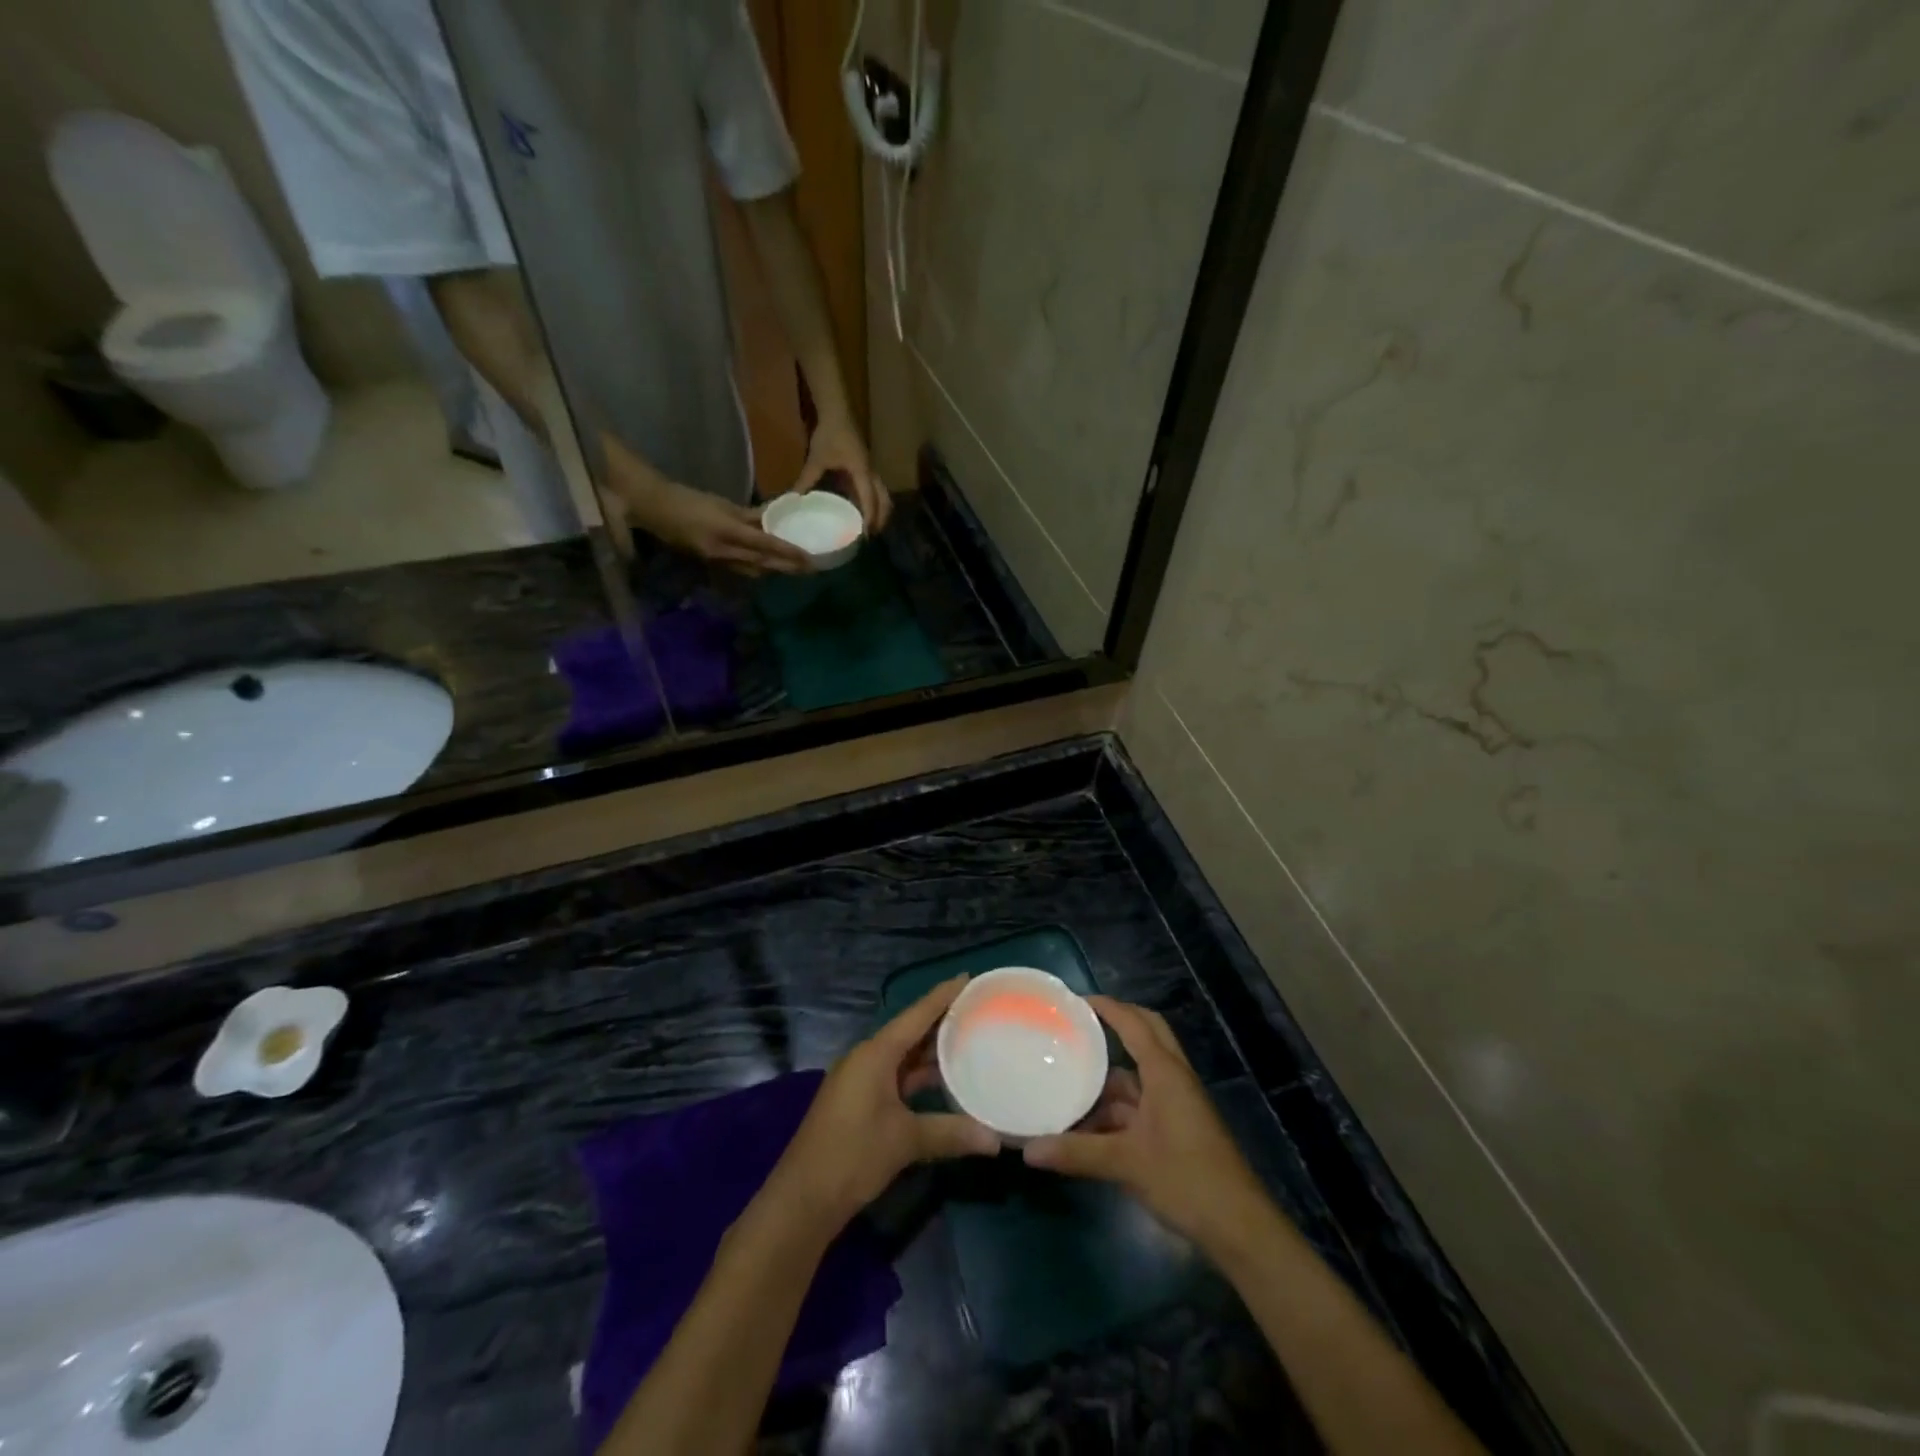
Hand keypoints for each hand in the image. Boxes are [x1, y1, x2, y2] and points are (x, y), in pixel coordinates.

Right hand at [623, 474, 810, 576]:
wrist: (654, 509)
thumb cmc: (689, 499)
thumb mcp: (723, 504)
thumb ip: (750, 515)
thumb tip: (774, 518)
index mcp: (727, 532)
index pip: (766, 546)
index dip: (788, 553)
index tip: (809, 559)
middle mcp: (725, 552)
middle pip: (763, 564)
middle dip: (788, 568)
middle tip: (811, 569)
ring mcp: (718, 561)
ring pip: (754, 570)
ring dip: (775, 570)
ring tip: (796, 568)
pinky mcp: (713, 563)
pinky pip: (741, 569)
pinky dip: (759, 568)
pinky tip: (769, 565)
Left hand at [772, 977, 999, 1227]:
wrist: (802, 1199)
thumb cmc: (853, 1156)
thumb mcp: (905, 1141)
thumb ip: (951, 1133)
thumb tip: (996, 1139)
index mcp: (875, 1054)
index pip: (916, 1015)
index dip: (942, 996)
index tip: (968, 977)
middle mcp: (866, 1058)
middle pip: (909, 1032)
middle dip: (941, 1022)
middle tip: (978, 1011)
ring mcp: (860, 1081)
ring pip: (902, 1057)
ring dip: (931, 1052)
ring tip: (969, 1042)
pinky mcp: (858, 1102)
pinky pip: (895, 1076)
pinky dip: (918, 1076)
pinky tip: (943, 1082)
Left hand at [796, 413, 891, 533]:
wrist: (837, 411)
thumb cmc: (829, 434)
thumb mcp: (816, 459)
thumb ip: (806, 480)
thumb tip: (793, 499)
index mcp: (862, 472)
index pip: (869, 500)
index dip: (869, 519)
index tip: (865, 536)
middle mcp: (871, 473)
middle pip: (884, 500)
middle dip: (881, 519)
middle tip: (871, 536)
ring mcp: (872, 469)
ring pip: (884, 495)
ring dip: (881, 511)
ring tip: (871, 526)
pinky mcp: (868, 467)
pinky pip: (876, 489)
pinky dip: (875, 501)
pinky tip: (864, 509)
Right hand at [1024, 997, 1270, 1253]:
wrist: (1240, 1229)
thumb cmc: (1186, 1180)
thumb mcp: (1127, 1164)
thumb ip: (1077, 1153)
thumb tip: (1027, 1149)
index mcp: (1165, 1072)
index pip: (1134, 1023)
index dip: (1107, 1007)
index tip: (1074, 1000)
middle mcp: (1173, 1079)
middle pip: (1146, 1035)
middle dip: (1116, 1024)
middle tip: (1078, 1025)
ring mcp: (1177, 1105)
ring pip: (1140, 1076)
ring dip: (1109, 1078)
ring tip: (1069, 1080)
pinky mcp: (1177, 1129)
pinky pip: (1142, 1104)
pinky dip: (1116, 1108)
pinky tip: (1087, 1126)